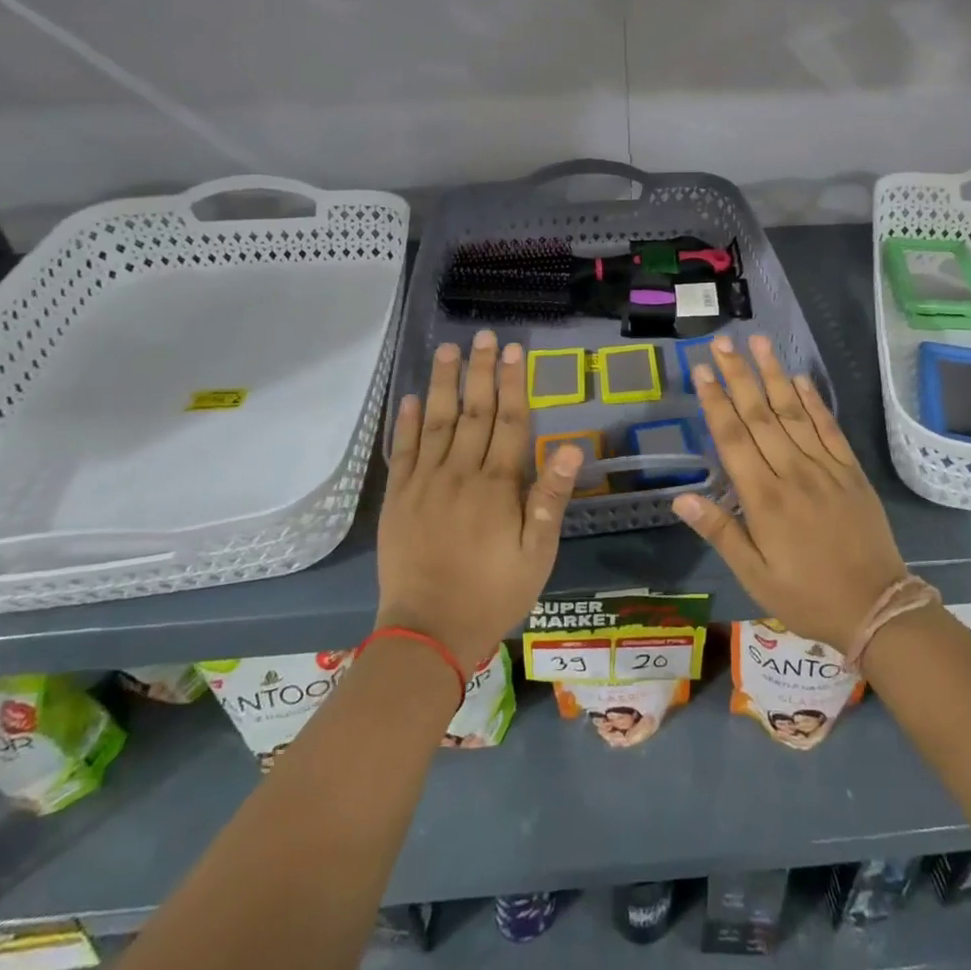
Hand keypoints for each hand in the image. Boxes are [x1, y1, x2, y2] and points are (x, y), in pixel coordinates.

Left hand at [376, 329, 580, 670]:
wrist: (428, 633)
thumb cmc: (494, 593)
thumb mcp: (538, 553)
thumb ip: (550, 497)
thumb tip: (572, 447)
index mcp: (497, 485)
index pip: (509, 421)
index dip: (513, 383)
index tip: (515, 351)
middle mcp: (460, 473)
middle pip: (473, 411)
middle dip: (480, 371)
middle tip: (484, 336)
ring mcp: (424, 483)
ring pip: (436, 421)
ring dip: (444, 383)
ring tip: (448, 349)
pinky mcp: (398, 499)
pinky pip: (404, 451)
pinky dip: (408, 421)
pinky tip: (413, 396)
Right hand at [671, 335, 906, 654]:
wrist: (877, 607)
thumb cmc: (807, 596)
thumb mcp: (755, 576)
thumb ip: (720, 532)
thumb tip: (681, 497)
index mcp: (763, 498)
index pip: (732, 438)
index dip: (715, 401)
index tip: (701, 370)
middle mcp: (792, 472)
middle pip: (759, 415)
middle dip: (738, 375)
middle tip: (722, 342)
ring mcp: (825, 467)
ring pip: (793, 412)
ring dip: (773, 375)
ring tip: (758, 342)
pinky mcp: (850, 469)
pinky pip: (829, 427)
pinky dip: (813, 400)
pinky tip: (800, 377)